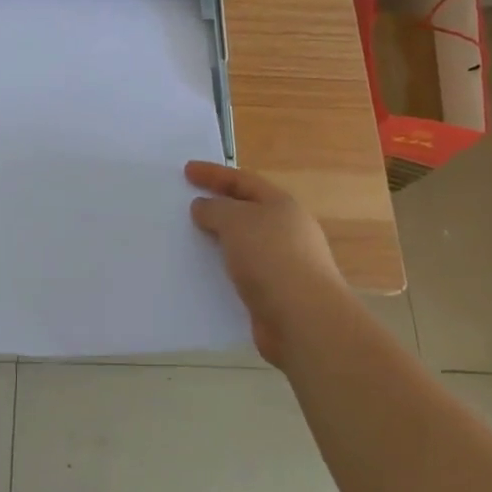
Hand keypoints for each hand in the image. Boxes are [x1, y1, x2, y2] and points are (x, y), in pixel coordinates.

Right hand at [187, 161, 345, 367]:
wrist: (304, 321)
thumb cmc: (271, 257)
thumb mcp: (235, 221)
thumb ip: (214, 209)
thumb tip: (203, 207)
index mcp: (281, 205)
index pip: (242, 180)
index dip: (213, 174)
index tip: (187, 170)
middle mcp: (287, 231)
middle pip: (246, 211)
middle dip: (217, 207)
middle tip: (187, 205)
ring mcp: (285, 265)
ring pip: (243, 245)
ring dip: (219, 242)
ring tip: (190, 241)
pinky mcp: (277, 296)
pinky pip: (243, 275)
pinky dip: (224, 271)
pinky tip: (205, 275)